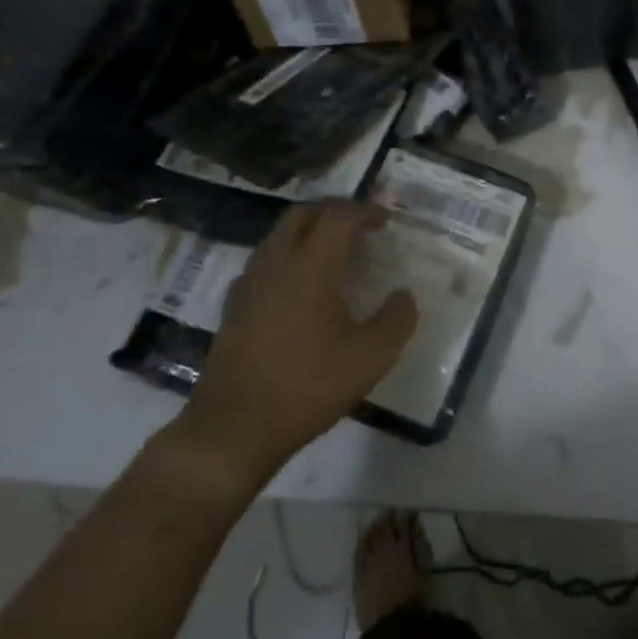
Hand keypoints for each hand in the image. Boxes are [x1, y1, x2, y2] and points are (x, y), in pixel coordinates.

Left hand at [174, 202, 416, 476]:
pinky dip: (289, 254)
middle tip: (359, 224)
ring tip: (334, 251)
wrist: (233, 428)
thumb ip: (397, 320)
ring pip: (279, 234)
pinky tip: (301, 284)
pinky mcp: (234, 305)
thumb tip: (404, 295)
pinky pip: (265, 260)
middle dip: (334, 210)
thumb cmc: (307, 386)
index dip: (365, 211)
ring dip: (309, 230)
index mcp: (311, 266)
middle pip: (303, 213)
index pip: (339, 216)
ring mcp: (250, 282)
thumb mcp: (370, 358)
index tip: (385, 221)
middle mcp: (277, 262)